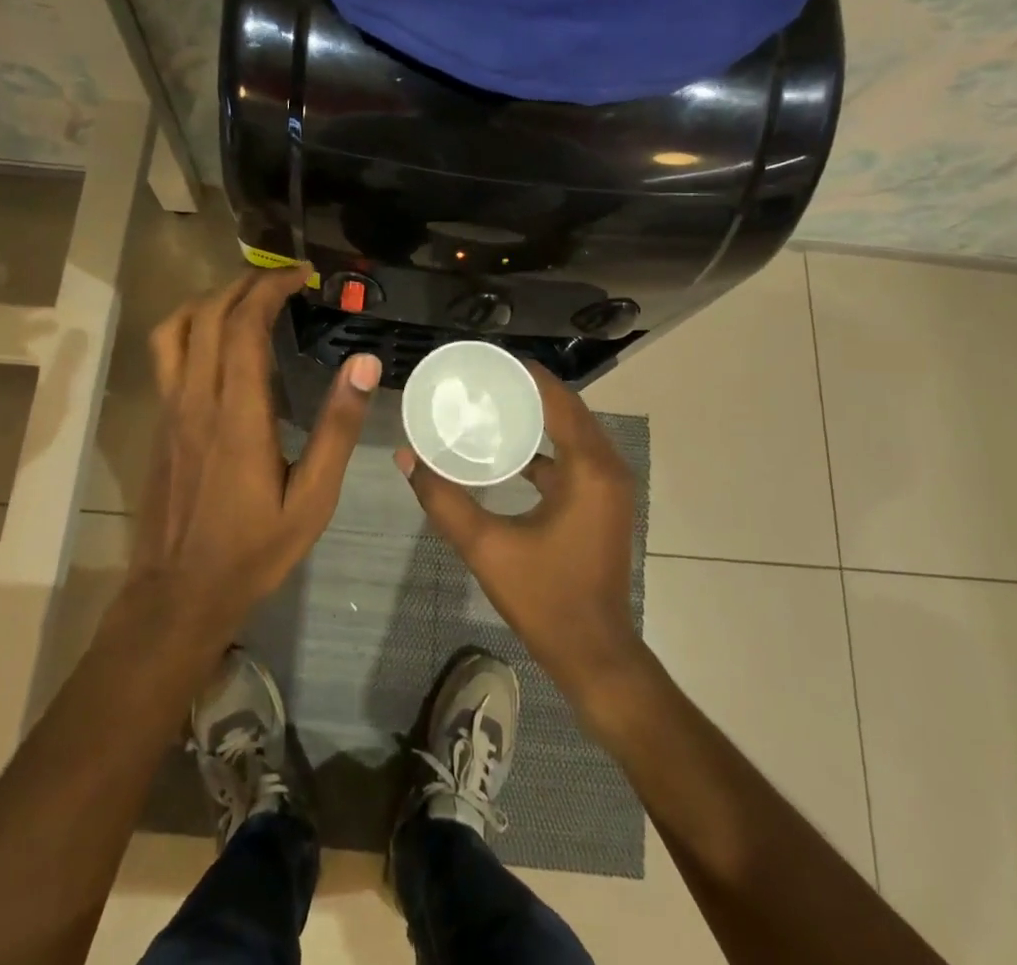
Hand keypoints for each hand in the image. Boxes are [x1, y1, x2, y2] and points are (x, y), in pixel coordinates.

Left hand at [129, 267, 381, 642]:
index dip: (271, 289)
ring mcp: (169, 410)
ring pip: (176, 328)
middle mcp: (196, 399)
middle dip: (245, 283)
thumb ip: (337, 428)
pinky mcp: (159, 423)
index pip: (245, 325)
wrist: (177, 595)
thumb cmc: (253, 550)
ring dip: (211, 299)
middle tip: (283, 279)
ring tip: (247, 298)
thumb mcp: (312, 499)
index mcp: (237, 414)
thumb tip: (364, 365)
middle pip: (209, 314)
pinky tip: (219, 342)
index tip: (301, 277)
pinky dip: (192, 326)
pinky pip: (167, 354)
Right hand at [397, 364, 645, 703]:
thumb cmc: (546, 598)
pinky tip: (508, 449)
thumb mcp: (487, 547)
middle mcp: (607, 466)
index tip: (484, 362)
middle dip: (525, 390)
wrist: (595, 654)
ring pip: (571, 431)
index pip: (557, 398)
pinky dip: (545, 444)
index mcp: (588, 467)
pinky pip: (573, 455)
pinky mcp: (603, 501)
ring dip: (536, 415)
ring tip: (490, 404)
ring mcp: (609, 485)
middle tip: (479, 381)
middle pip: (566, 408)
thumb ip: (444, 500)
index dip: (523, 374)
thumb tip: (407, 458)